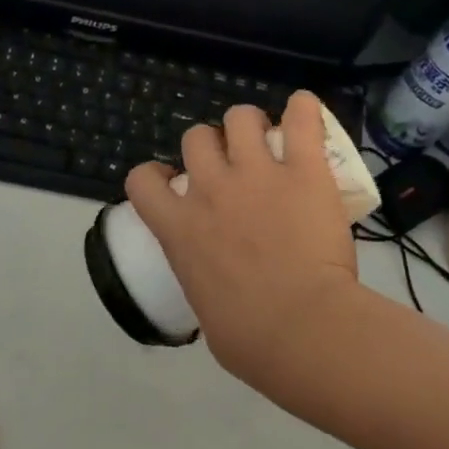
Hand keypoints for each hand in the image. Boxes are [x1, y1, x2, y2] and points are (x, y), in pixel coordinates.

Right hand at [126, 91, 362, 391]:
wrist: (300, 329)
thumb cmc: (248, 339)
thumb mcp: (205, 310)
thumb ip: (205, 285)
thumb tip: (219, 292)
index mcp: (178, 229)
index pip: (142, 180)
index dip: (156, 174)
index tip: (174, 182)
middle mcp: (210, 190)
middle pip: (195, 138)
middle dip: (211, 146)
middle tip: (234, 165)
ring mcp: (256, 175)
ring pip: (240, 118)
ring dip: (249, 125)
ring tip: (269, 141)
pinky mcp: (303, 170)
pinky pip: (302, 117)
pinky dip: (304, 109)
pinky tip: (305, 113)